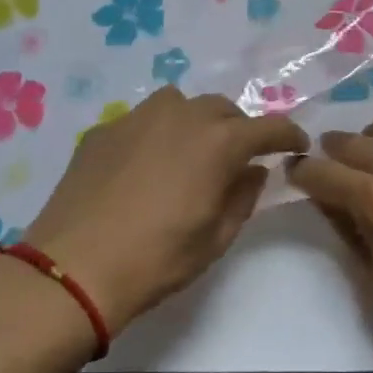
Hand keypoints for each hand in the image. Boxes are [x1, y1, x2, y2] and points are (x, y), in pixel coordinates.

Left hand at [21, 87, 307, 332]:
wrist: (74, 268)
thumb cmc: (157, 259)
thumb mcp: (216, 238)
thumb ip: (243, 197)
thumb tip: (253, 170)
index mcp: (218, 142)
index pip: (267, 127)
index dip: (287, 134)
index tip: (297, 144)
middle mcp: (181, 116)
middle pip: (223, 109)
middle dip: (238, 128)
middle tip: (237, 157)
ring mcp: (138, 117)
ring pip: (180, 104)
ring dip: (195, 122)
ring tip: (188, 152)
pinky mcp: (103, 129)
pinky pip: (141, 120)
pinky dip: (155, 134)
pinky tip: (143, 166)